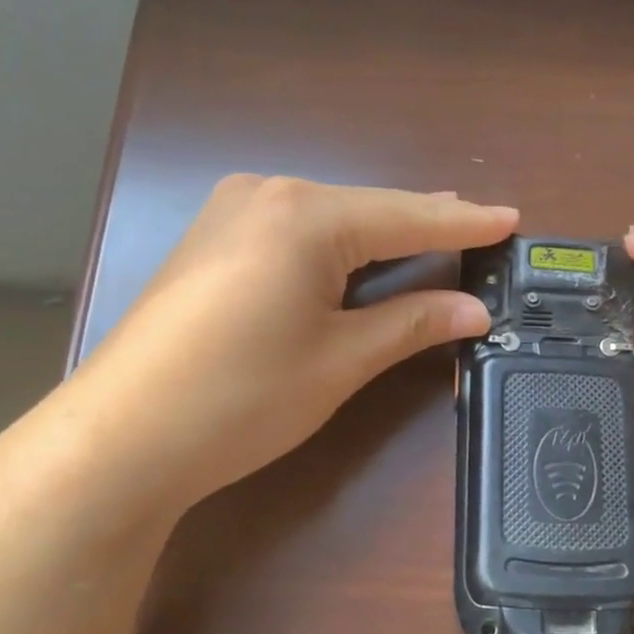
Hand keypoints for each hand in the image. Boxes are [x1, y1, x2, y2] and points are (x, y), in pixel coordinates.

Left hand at [54, 175, 516, 526]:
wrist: (122, 438)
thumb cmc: (242, 397)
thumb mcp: (340, 360)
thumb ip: (411, 324)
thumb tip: (474, 310)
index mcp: (305, 216)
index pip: (406, 216)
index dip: (464, 224)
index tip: (511, 219)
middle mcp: (267, 195)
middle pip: (367, 209)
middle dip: (424, 224)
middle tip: (481, 229)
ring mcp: (230, 214)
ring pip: (330, 218)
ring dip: (381, 233)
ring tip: (434, 235)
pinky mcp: (211, 242)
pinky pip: (295, 231)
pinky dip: (337, 245)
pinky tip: (360, 255)